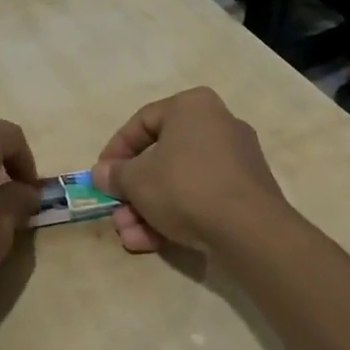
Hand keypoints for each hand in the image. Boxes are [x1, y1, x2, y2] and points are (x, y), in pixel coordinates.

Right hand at [90, 87, 286, 253]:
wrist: (249, 231)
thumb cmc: (184, 186)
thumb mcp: (136, 180)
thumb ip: (114, 175)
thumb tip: (100, 174)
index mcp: (192, 106)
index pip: (142, 122)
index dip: (115, 151)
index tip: (101, 176)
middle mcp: (217, 125)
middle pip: (161, 157)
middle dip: (132, 190)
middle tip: (115, 212)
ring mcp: (236, 161)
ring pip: (179, 182)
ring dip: (148, 209)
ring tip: (129, 236)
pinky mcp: (247, 194)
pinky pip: (201, 198)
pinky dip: (175, 217)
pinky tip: (151, 243)